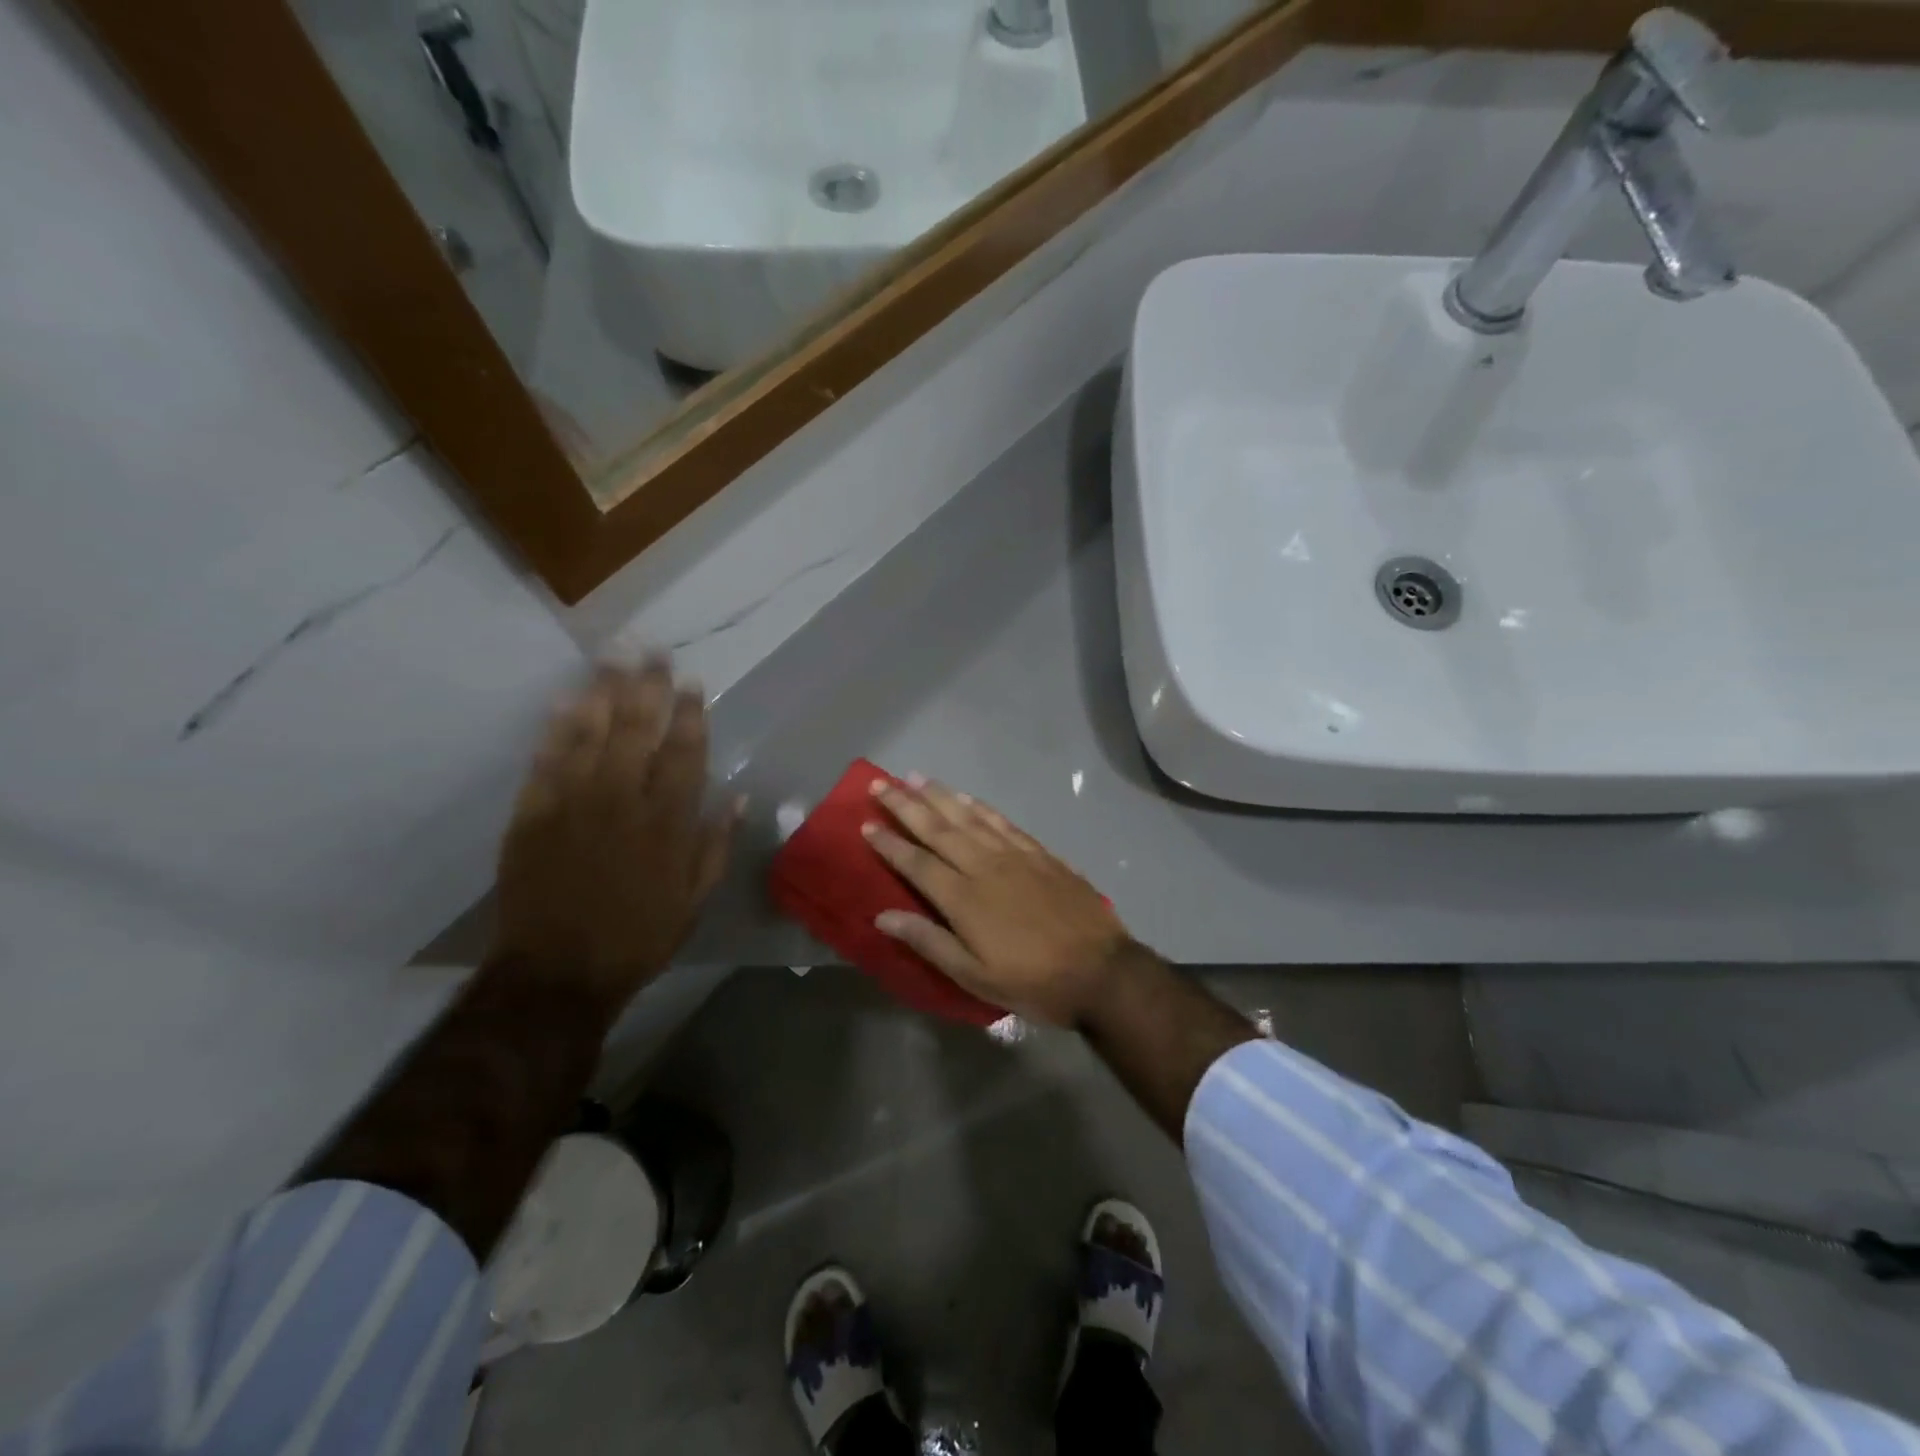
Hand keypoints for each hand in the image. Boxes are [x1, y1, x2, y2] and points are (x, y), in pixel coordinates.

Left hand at [492, 660, 739, 1015]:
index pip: (683, 753)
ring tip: (611, 657)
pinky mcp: (531, 814)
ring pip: (589, 734)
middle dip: (646, 687)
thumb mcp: (694, 900)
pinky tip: (565, 700)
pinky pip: (546, 760)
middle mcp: (622, 801)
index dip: (689, 714)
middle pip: (636, 730)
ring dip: (602, 692)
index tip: (692, 683)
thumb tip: (739, 798)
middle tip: (651, 651)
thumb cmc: (638, 937)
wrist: (557, 972)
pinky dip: (556, 728)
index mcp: (667, 822)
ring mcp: (572, 804)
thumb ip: (716, 845)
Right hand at [863, 777, 1131, 1026]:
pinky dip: (981, 807)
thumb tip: (883, 915)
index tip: (865, 822)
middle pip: (938, 828)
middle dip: (906, 805)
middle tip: (881, 783)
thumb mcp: (974, 976)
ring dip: (940, 796)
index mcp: (964, 899)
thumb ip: (929, 942)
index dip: (889, 843)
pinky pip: (1003, 822)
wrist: (1101, 971)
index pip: (916, 862)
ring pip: (969, 817)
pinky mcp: (1041, 854)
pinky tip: (968, 798)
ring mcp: (1015, 856)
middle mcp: (984, 866)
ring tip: (916, 777)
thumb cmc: (1033, 981)